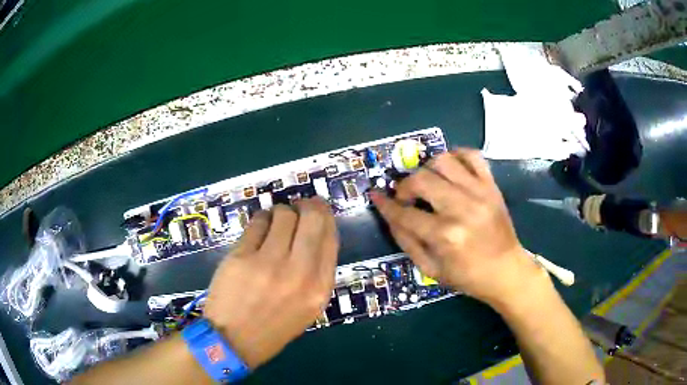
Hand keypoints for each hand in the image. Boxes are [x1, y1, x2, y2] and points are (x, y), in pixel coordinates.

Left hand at [203, 198, 338, 368]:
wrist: (234, 341)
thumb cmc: (274, 326)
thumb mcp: (308, 306)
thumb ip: (317, 271)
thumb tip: (315, 232)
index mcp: (320, 288)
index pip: (330, 237)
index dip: (325, 216)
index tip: (317, 209)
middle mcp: (299, 273)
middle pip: (311, 218)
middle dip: (307, 205)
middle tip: (298, 205)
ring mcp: (269, 264)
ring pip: (283, 214)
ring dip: (280, 212)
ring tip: (273, 222)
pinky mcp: (241, 257)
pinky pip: (257, 222)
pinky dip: (260, 219)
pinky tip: (258, 228)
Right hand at [371, 149, 544, 306]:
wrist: (506, 271)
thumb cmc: (467, 277)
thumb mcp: (431, 269)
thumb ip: (406, 241)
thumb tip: (390, 214)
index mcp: (445, 236)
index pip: (404, 213)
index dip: (385, 204)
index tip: (376, 196)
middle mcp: (462, 208)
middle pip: (421, 179)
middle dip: (405, 186)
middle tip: (406, 197)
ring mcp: (480, 193)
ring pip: (443, 160)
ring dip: (427, 168)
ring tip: (428, 183)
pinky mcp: (492, 186)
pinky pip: (472, 156)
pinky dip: (456, 155)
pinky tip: (450, 169)